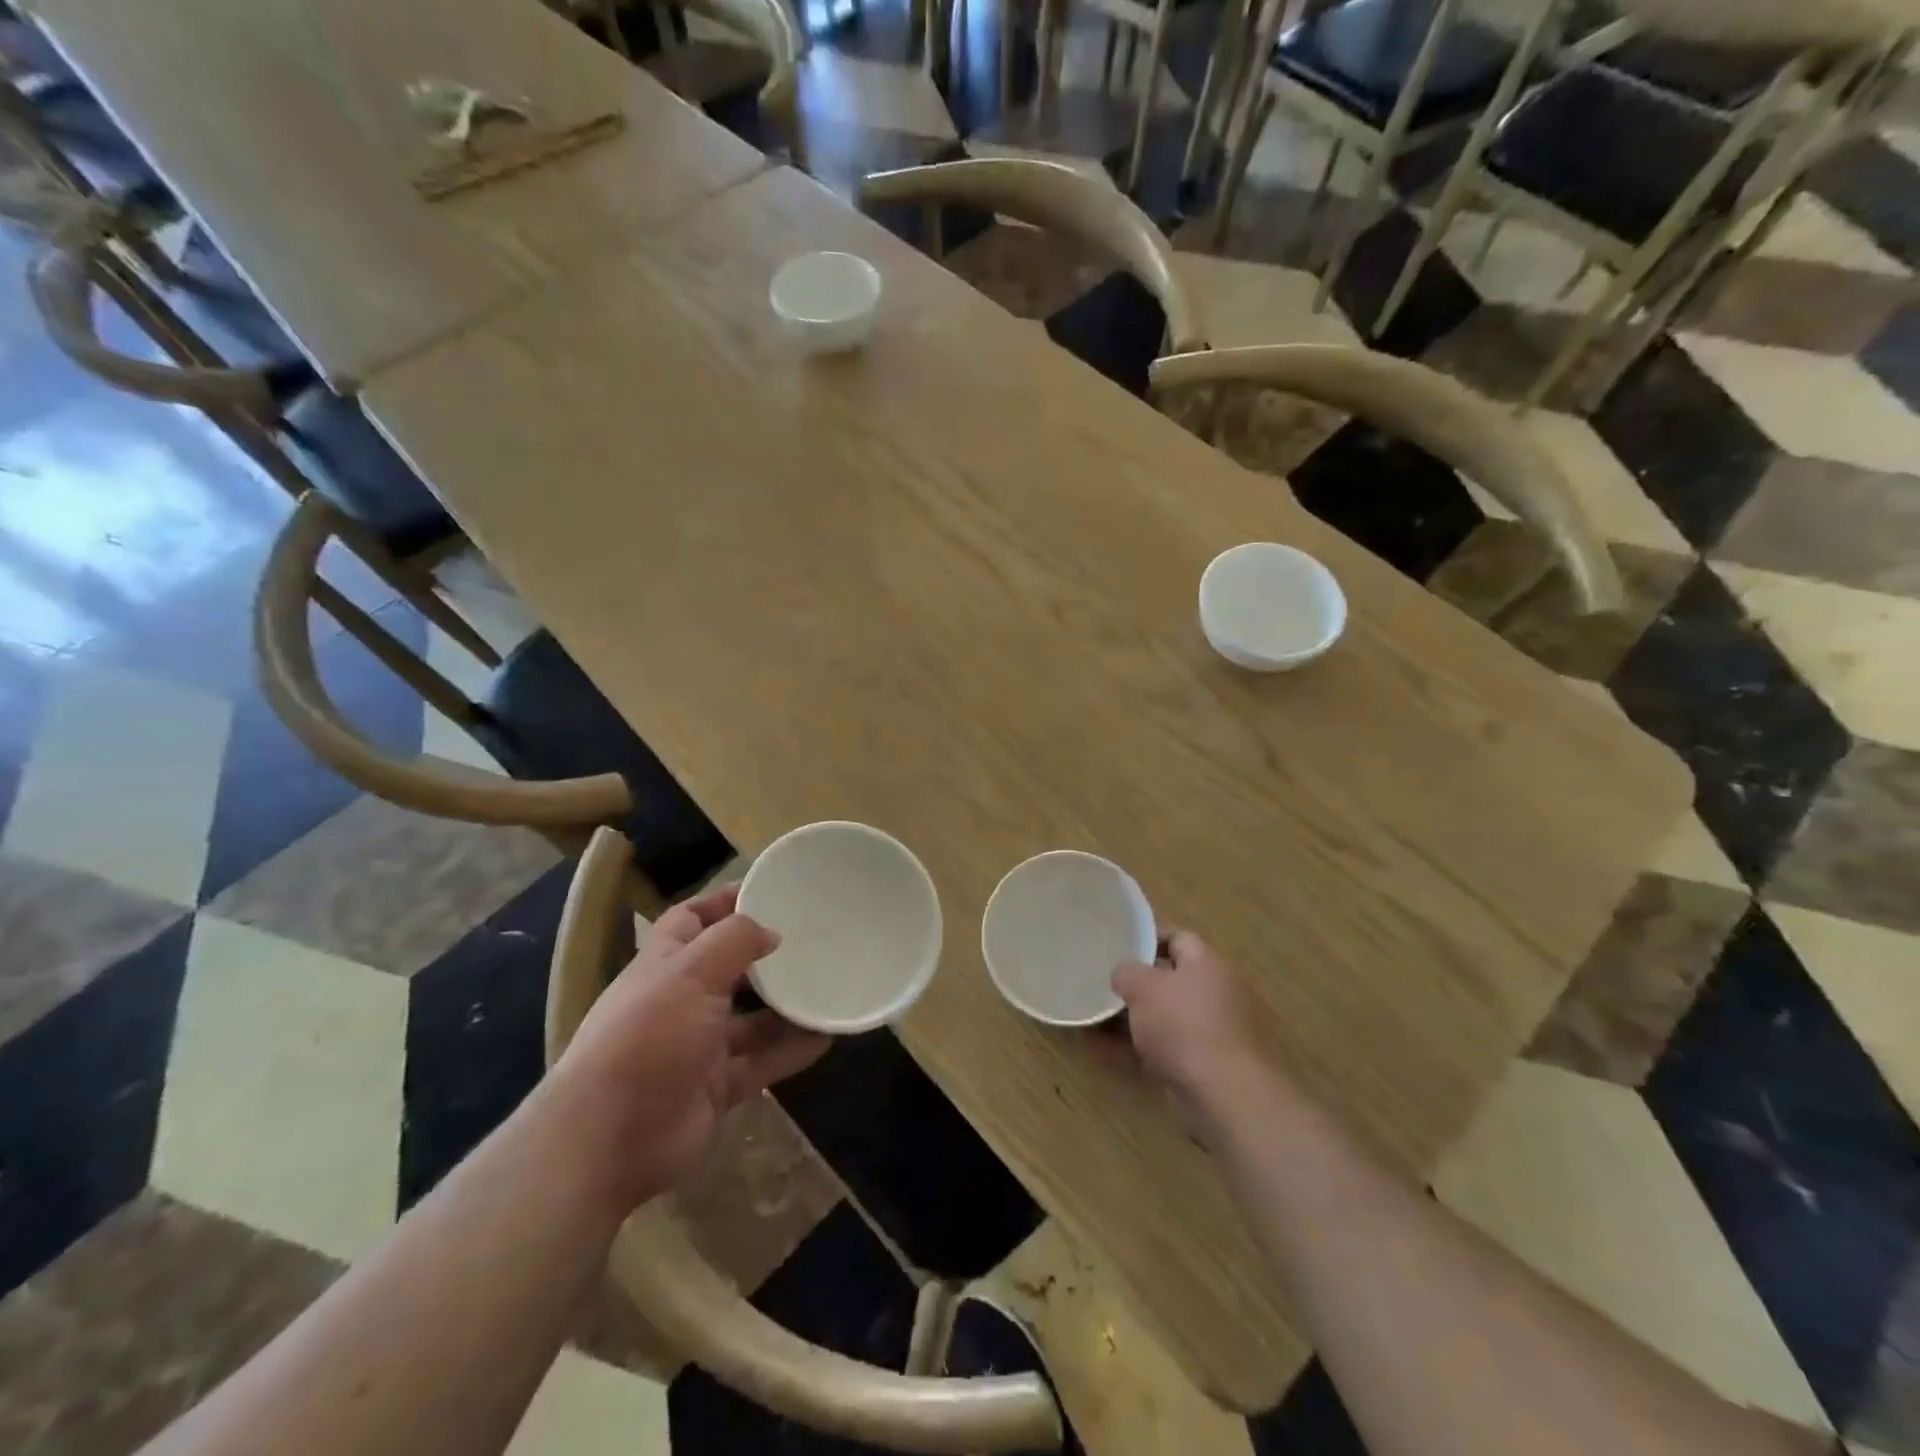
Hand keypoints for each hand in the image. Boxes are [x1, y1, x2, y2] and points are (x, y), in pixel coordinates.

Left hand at [548, 883, 829, 1215]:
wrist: (608, 1141)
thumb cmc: (647, 1037)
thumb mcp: (691, 973)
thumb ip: (734, 941)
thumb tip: (771, 932)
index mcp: (664, 965)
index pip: (691, 919)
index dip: (723, 902)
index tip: (770, 891)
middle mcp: (680, 1002)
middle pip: (728, 969)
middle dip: (765, 956)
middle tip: (813, 940)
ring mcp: (698, 1048)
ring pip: (751, 1019)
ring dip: (786, 1005)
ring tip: (829, 986)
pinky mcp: (716, 1088)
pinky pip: (762, 1062)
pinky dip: (791, 1050)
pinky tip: (827, 1036)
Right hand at [1112, 931, 1255, 1104]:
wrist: (1226, 1094)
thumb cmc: (1183, 1026)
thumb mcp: (1142, 987)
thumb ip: (1127, 972)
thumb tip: (1125, 975)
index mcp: (1207, 963)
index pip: (1178, 938)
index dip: (1148, 940)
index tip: (1119, 948)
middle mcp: (1217, 992)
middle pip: (1171, 980)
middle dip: (1138, 987)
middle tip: (1107, 989)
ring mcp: (1215, 1031)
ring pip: (1167, 1017)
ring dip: (1134, 1021)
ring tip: (1098, 1024)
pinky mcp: (1210, 1065)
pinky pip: (1168, 1048)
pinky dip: (1142, 1050)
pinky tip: (1110, 1054)